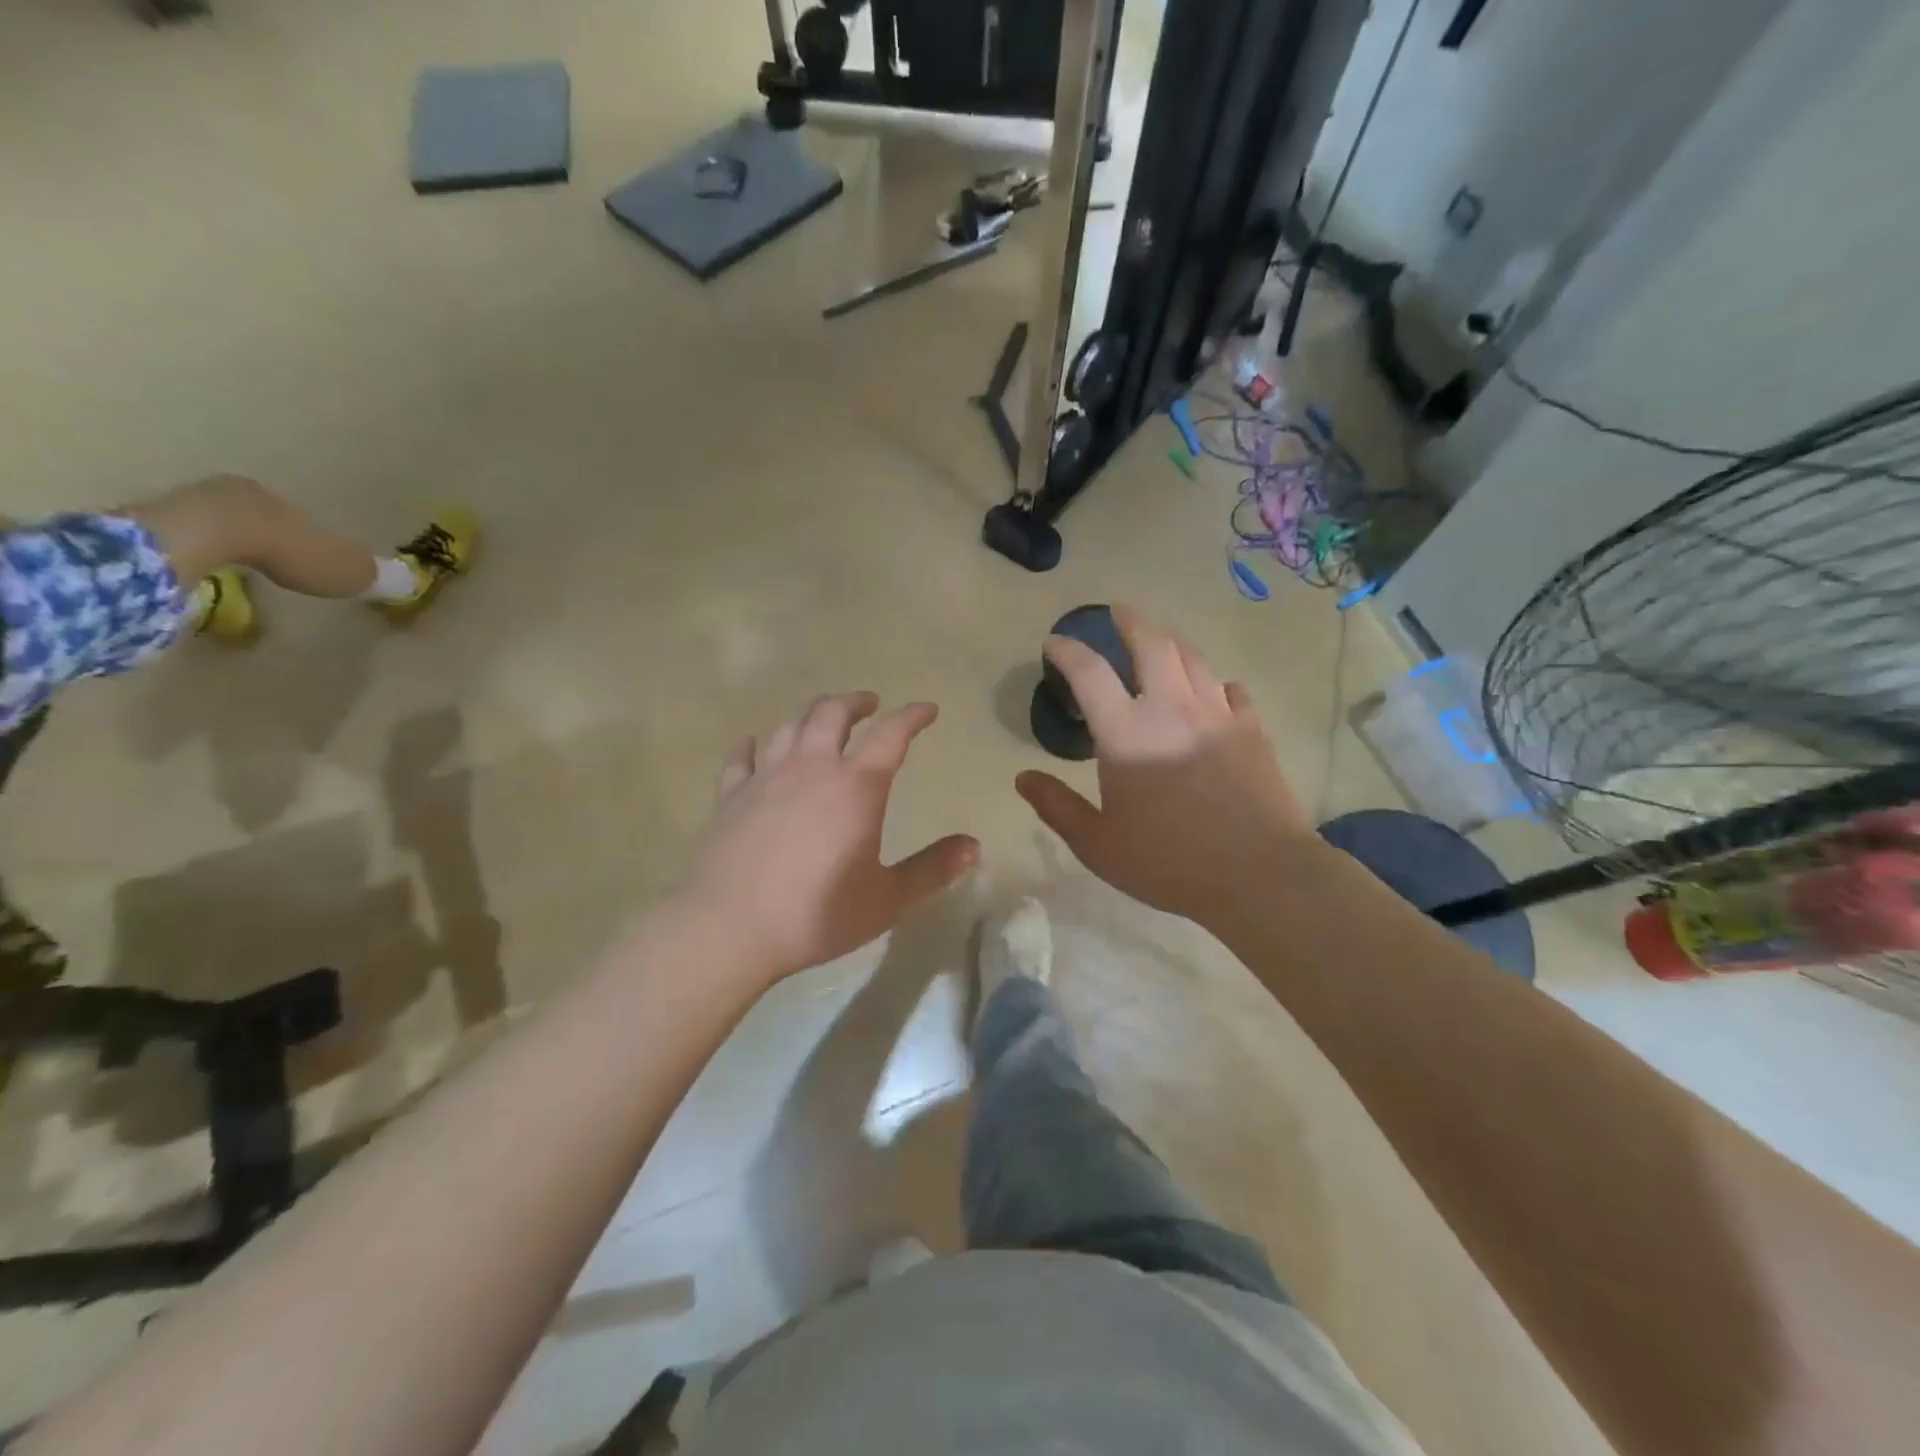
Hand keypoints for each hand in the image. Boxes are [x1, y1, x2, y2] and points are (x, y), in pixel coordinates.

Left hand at [675, 693, 978, 984]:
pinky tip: (754, 742)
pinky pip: (742, 757)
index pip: (891, 735)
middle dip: (855, 702)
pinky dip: (753, 744)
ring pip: (789, 726)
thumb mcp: (887, 899)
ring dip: (811, 713)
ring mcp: (765, 777)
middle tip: (870, 704)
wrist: (729, 928)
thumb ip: (932, 870)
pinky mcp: (730, 796)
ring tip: (823, 715)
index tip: (927, 709)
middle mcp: (811, 768)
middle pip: (832, 714)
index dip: (912, 716)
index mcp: (855, 787)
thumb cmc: (817, 914)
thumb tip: (974, 846)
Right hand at [1015, 606, 1312, 923]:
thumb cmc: (1168, 861)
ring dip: (1172, 643)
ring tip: (1161, 643)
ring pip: (1193, 658)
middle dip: (1131, 620)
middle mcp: (1171, 708)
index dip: (1067, 650)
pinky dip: (1215, 684)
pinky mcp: (1252, 729)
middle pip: (1152, 642)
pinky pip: (1232, 690)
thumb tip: (1023, 777)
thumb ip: (1057, 806)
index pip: (1089, 672)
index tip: (1055, 642)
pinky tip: (1214, 693)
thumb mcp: (1098, 844)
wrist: (1259, 874)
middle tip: (1118, 611)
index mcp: (1126, 733)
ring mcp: (1217, 714)